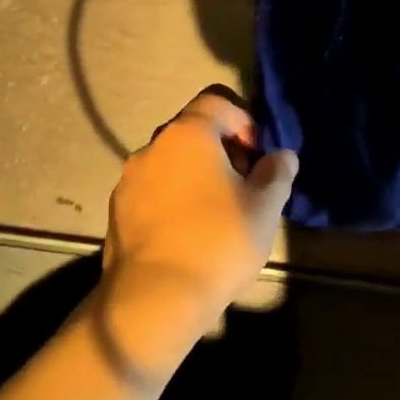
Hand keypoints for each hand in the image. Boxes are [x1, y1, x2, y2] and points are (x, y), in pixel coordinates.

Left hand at [97, 88, 297, 380]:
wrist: (154, 300)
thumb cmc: (217, 243)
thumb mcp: (265, 207)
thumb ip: (277, 172)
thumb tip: (282, 156)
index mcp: (188, 134)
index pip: (217, 100)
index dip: (244, 120)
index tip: (257, 157)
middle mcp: (153, 146)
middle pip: (193, 130)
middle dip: (222, 150)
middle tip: (243, 186)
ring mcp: (130, 179)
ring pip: (172, 161)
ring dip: (196, 175)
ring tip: (217, 213)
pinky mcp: (117, 210)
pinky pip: (154, 189)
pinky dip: (174, 198)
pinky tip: (189, 232)